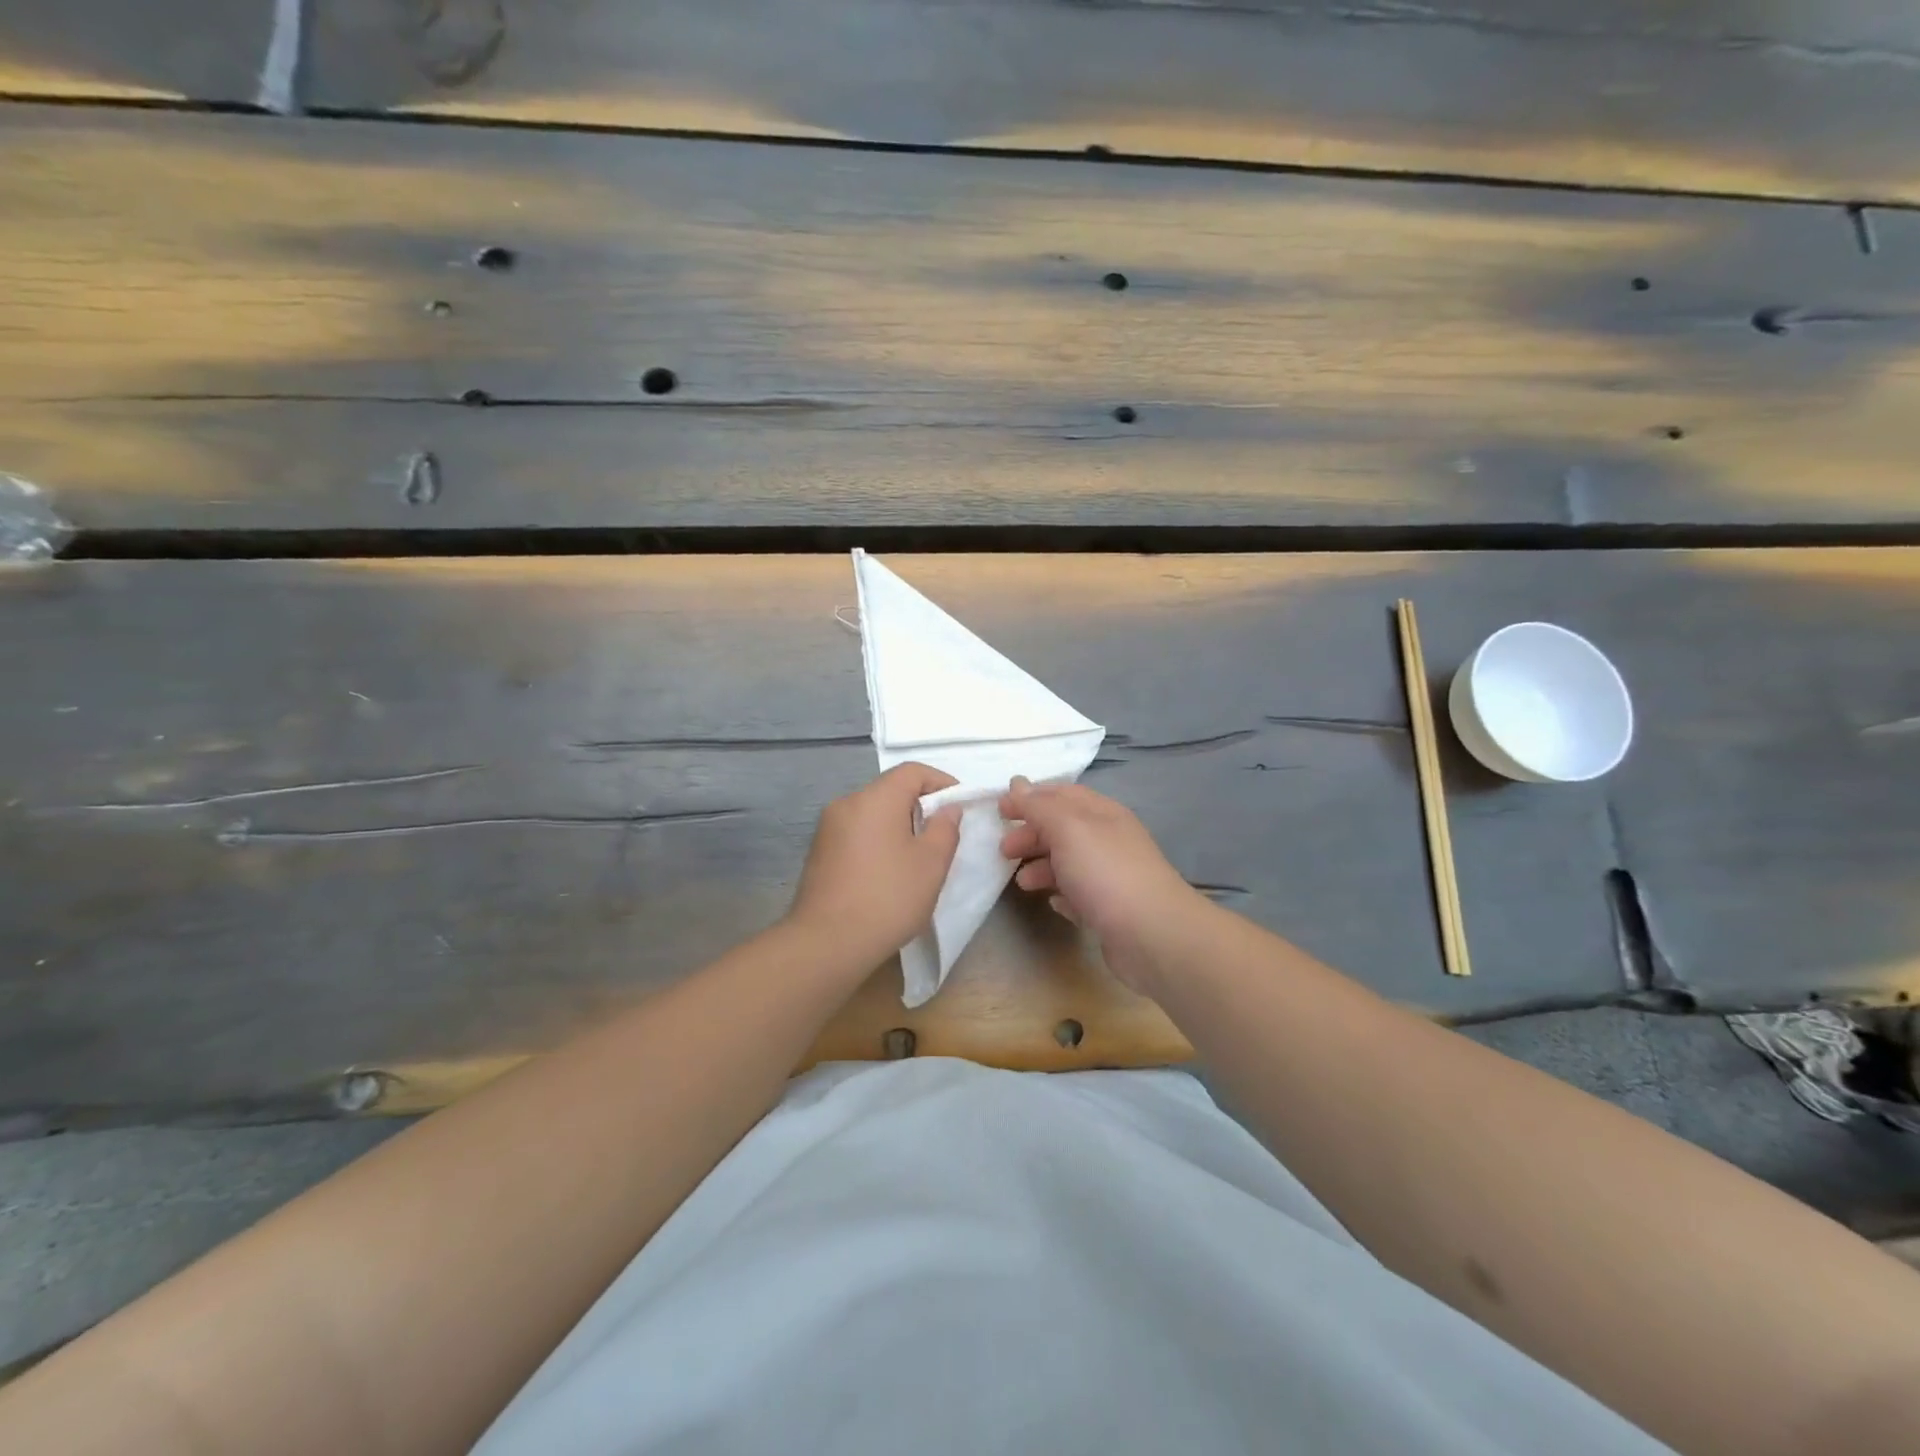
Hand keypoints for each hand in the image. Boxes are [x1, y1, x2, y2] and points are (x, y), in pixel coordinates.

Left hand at [786, 763, 962, 972]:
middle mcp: (847, 803)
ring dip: (898, 826)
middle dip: (920, 806)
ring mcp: (827, 829)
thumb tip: (947, 809)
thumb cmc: (888, 897)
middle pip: (890, 790)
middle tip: (942, 835)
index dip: (942, 782)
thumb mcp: (932, 864)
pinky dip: (877, 841)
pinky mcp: (818, 853)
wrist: (827, 943)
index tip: (960, 807)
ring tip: (917, 858)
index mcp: (875, 798)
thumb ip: (945, 828)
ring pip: (872, 813)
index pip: (913, 771)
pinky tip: (887, 873)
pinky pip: (856, 833)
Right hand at [998, 778, 1209, 992]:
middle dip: (1031, 834)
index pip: (1061, 794)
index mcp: (1102, 814)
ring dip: (1041, 866)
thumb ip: (1040, 806)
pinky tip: (1052, 902)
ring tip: (1022, 883)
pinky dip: (1061, 893)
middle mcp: (1109, 840)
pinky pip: (1080, 894)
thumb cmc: (1105, 873)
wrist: (1153, 935)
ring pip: (1069, 862)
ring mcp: (1112, 876)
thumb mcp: (1068, 828)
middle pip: (1063, 829)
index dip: (1029, 798)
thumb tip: (1018, 783)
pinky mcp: (1111, 910)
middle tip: (1003, 851)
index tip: (999, 810)